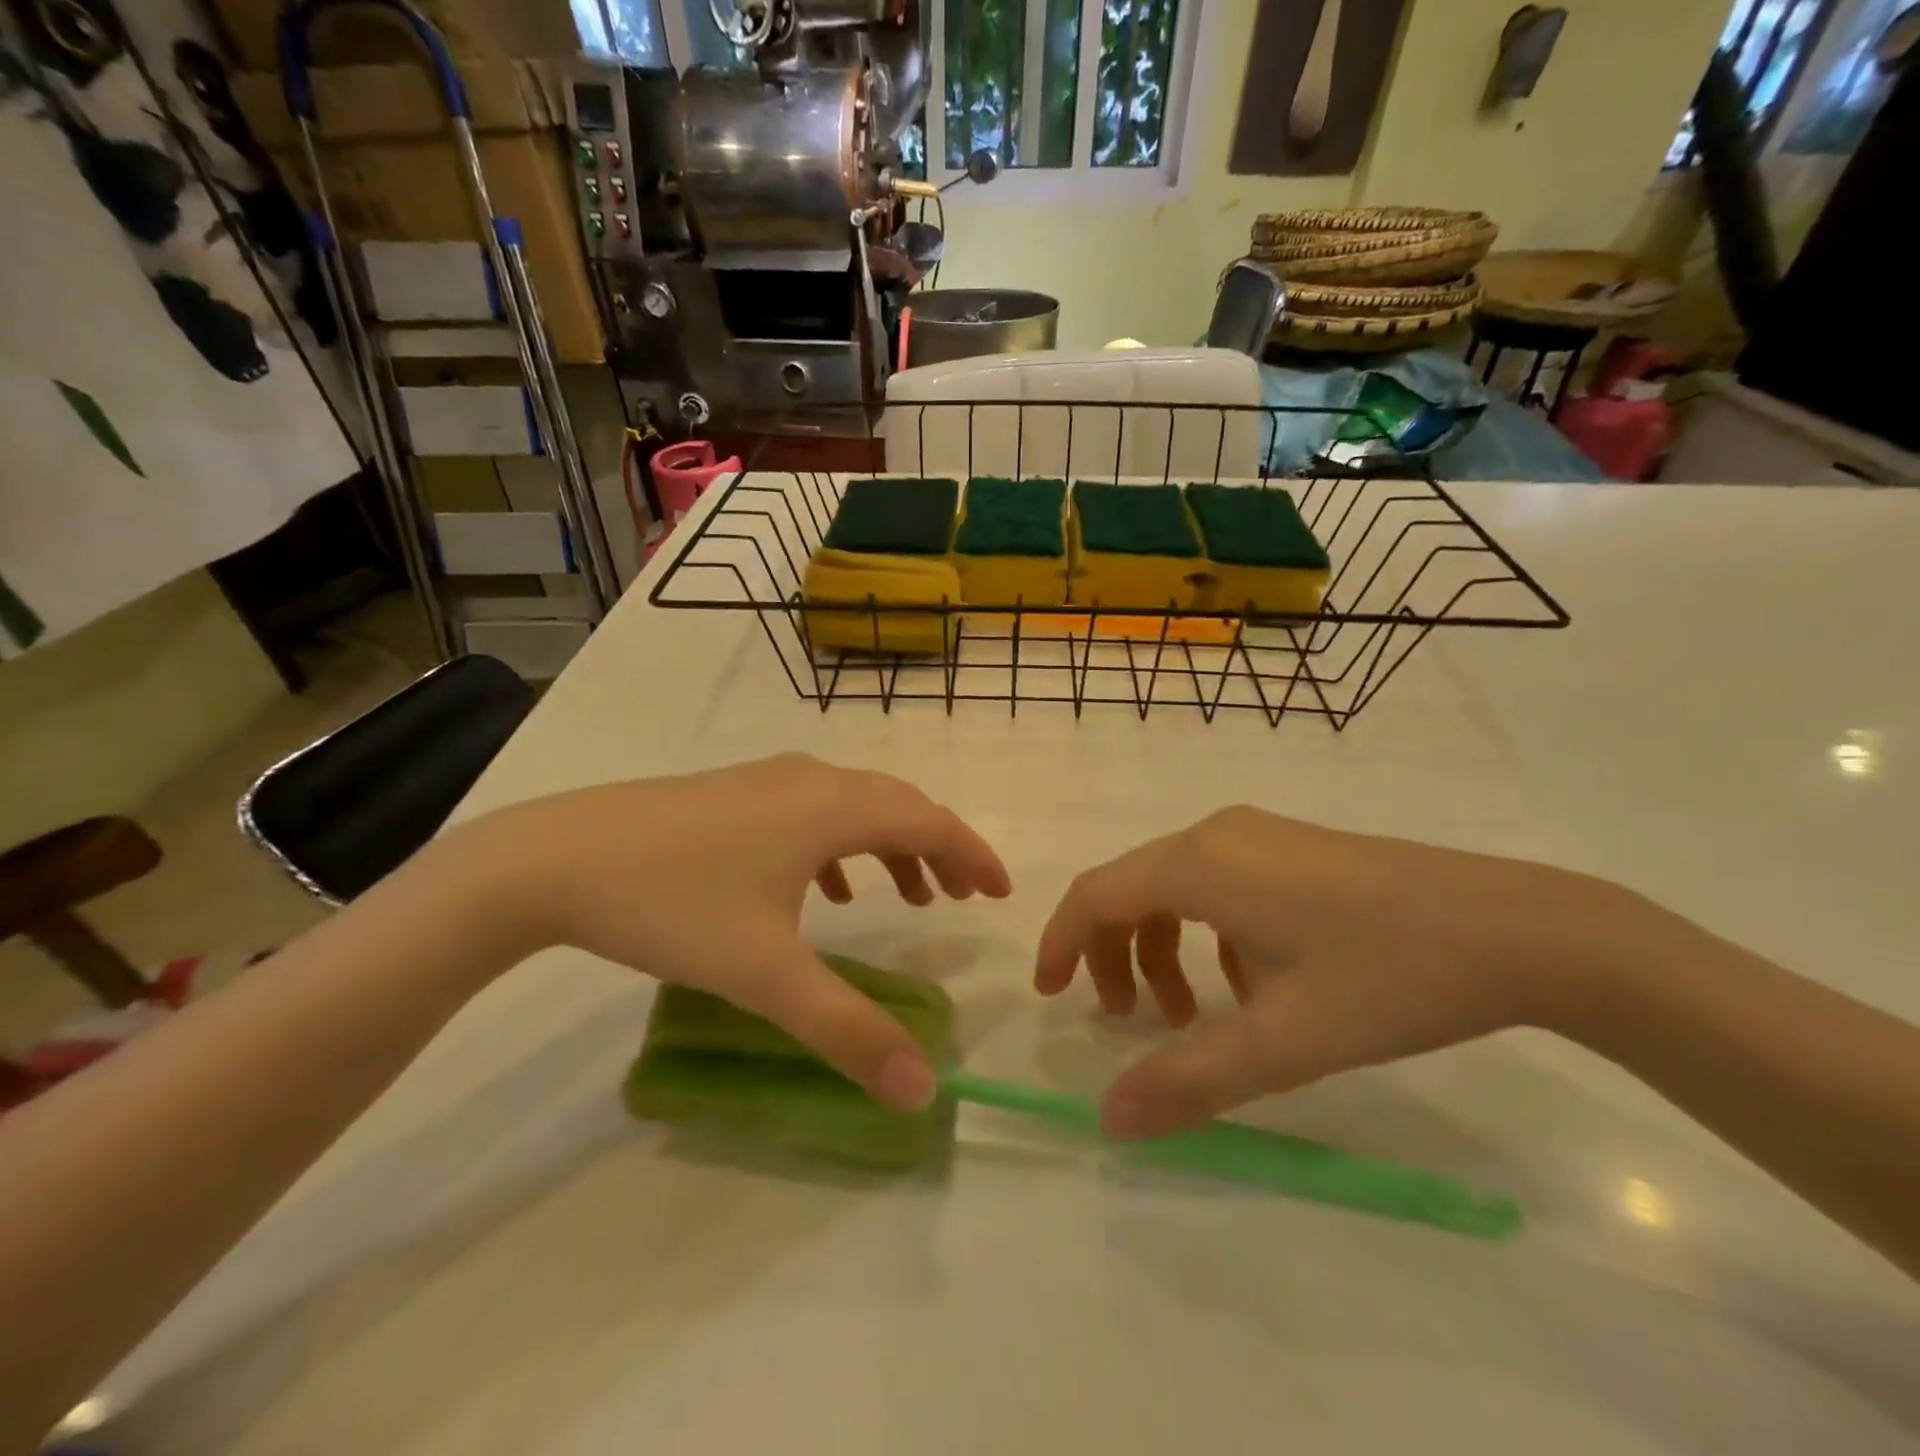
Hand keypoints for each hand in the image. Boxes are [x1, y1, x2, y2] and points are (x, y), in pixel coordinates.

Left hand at [451, 754, 1009, 1110]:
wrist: (554, 859)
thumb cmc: (673, 904)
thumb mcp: (766, 975)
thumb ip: (848, 1032)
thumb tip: (924, 1090)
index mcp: (831, 808)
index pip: (929, 821)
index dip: (973, 854)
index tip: (1001, 893)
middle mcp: (809, 780)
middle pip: (897, 805)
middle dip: (938, 849)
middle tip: (962, 898)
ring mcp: (766, 780)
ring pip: (853, 806)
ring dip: (891, 846)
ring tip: (908, 895)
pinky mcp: (732, 794)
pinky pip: (811, 812)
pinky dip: (840, 846)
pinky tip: (826, 889)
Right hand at [1035, 807, 1636, 1138]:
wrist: (1522, 929)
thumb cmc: (1390, 976)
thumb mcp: (1284, 1040)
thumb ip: (1189, 1082)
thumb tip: (1109, 1123)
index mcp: (1200, 863)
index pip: (1096, 893)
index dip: (1060, 941)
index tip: (1049, 994)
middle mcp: (1217, 835)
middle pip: (1131, 888)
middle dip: (1113, 955)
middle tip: (1129, 1022)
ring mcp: (1259, 836)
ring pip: (1176, 888)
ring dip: (1163, 949)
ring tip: (1192, 1016)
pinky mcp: (1293, 850)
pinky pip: (1220, 885)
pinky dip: (1208, 936)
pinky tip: (1252, 986)